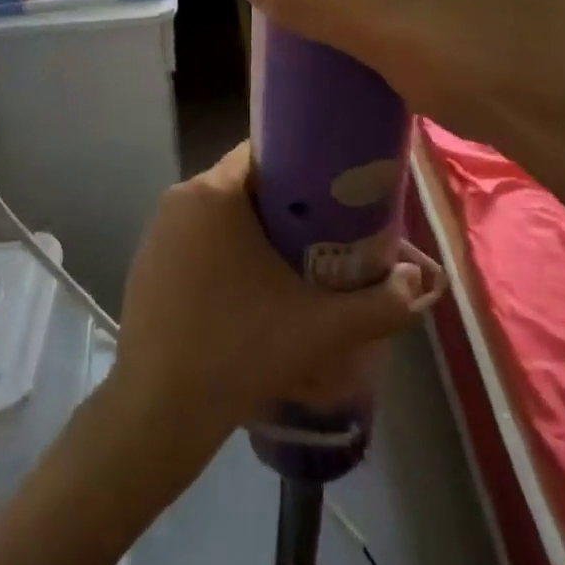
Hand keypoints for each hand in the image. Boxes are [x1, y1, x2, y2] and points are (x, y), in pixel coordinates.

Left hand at [110, 143, 444, 460]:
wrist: (158, 412)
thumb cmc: (240, 351)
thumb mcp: (322, 329)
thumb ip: (381, 303)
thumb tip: (418, 281)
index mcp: (214, 193)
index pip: (265, 151)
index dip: (306, 165)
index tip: (336, 190)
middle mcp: (180, 198)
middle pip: (245, 182)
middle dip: (287, 201)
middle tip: (327, 230)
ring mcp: (157, 231)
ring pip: (220, 211)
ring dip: (256, 227)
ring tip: (296, 259)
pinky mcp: (146, 261)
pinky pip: (196, 237)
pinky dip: (225, 249)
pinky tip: (250, 288)